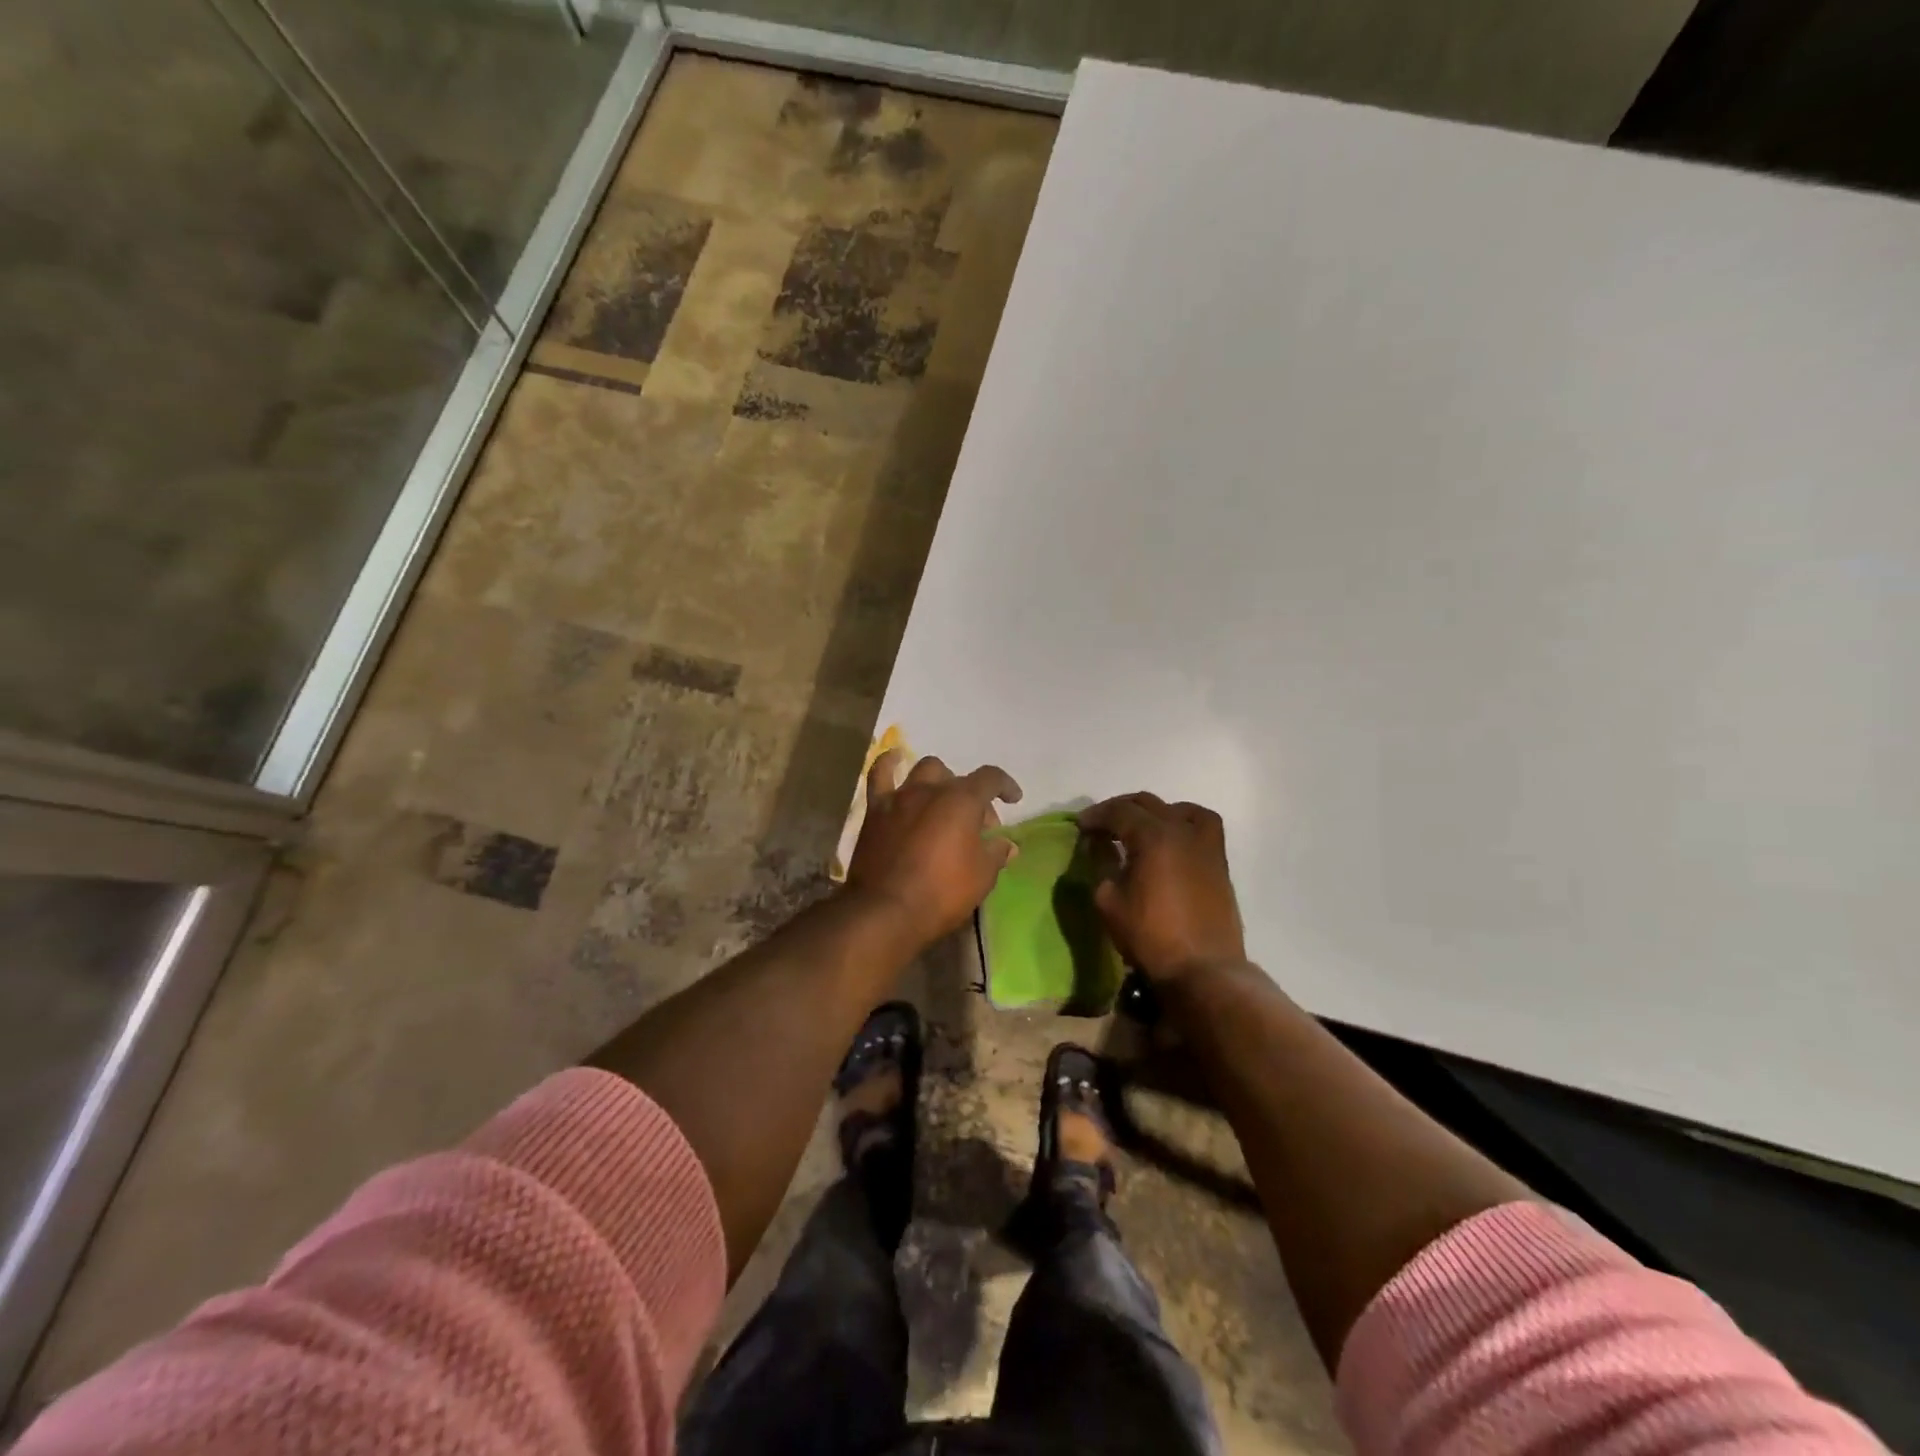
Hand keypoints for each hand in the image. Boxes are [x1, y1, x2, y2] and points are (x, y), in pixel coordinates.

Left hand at [845, 752, 1022, 948]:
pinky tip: (895, 760)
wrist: (885, 910)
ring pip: (924, 771)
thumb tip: (1007, 845)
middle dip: (972, 797)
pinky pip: (880, 775)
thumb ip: (996, 854)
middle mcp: (931, 789)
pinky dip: (889, 764)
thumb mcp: (982, 877)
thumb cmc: (942, 893)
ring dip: (939, 781)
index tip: (1013, 799)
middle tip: (976, 827)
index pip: (991, 778)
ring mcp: (900, 797)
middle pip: (958, 779)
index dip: (1005, 785)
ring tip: (943, 800)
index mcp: (962, 800)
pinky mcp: (875, 810)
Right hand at [1078, 793, 1245, 983]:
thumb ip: (1101, 867)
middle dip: (1121, 809)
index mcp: (1153, 836)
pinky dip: (1183, 824)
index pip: (1119, 811)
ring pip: (1181, 809)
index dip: (1096, 816)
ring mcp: (1206, 845)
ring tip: (1141, 827)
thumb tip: (1099, 849)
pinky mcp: (1219, 863)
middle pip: (1148, 804)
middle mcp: (1182, 831)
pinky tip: (1171, 843)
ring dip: (1156, 812)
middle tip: (1102, 825)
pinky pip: (1203, 827)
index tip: (1080, 826)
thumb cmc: (1150, 935)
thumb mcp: (1109, 902)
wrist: (1203, 968)